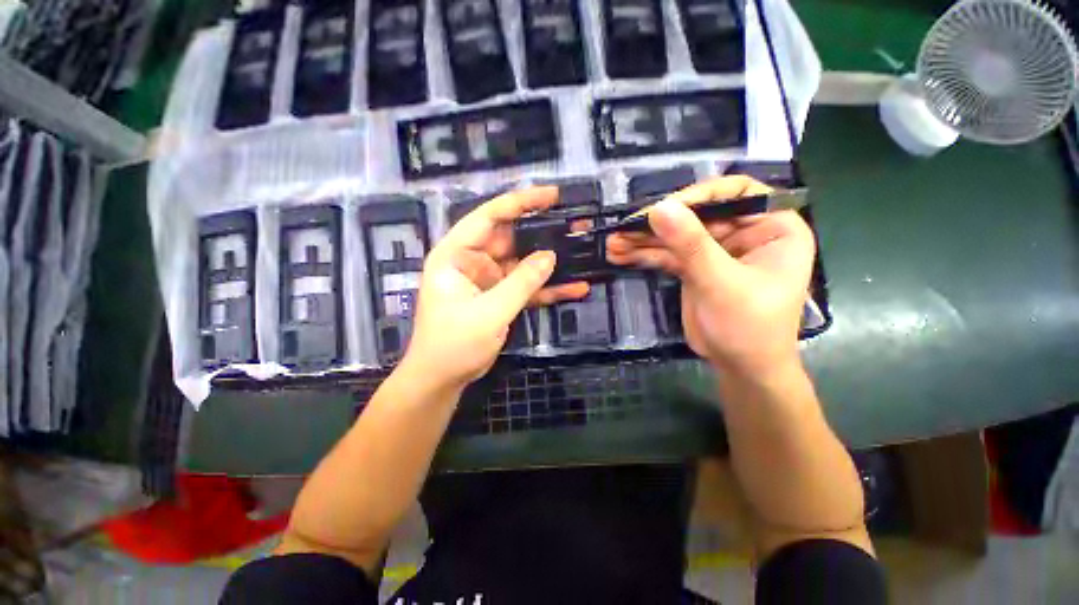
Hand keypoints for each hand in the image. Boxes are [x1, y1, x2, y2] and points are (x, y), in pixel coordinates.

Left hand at [401, 186, 588, 390]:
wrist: (442, 379)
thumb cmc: (453, 344)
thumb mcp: (489, 312)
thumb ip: (520, 283)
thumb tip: (550, 256)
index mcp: (456, 255)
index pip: (488, 217)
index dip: (520, 202)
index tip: (551, 195)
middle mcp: (473, 262)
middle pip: (511, 238)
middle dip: (542, 233)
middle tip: (575, 227)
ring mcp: (489, 281)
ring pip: (523, 264)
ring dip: (550, 263)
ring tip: (582, 254)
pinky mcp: (501, 298)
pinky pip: (527, 288)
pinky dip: (548, 289)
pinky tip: (575, 288)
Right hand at [606, 176, 814, 376]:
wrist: (741, 368)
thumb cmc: (749, 327)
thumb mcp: (721, 283)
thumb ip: (691, 245)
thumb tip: (659, 208)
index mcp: (771, 227)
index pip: (736, 193)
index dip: (698, 195)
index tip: (662, 209)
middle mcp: (744, 233)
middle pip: (696, 215)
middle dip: (657, 224)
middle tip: (622, 229)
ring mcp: (716, 251)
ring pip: (676, 236)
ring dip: (643, 241)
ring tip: (613, 244)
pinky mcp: (695, 268)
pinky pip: (667, 255)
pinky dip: (644, 255)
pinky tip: (620, 255)